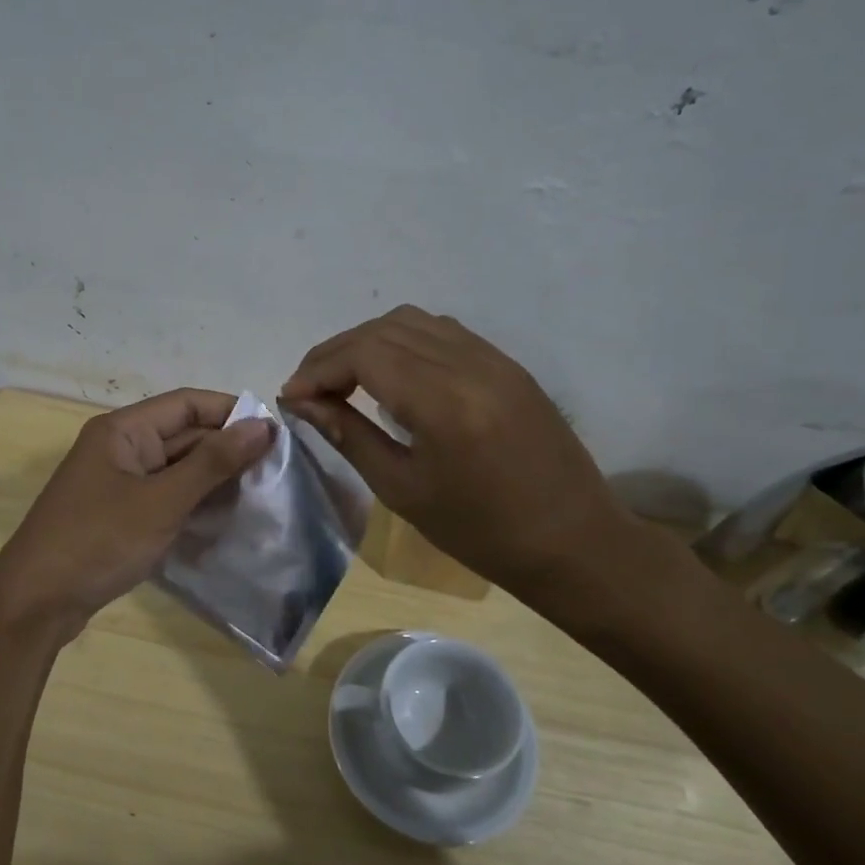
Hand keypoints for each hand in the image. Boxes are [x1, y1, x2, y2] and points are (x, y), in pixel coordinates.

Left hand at [0, 389, 273, 646]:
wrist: (34, 604)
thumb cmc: (98, 542)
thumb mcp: (162, 501)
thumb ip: (213, 462)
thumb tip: (263, 425)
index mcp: (123, 430)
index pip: (188, 403)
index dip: (232, 413)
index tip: (276, 433)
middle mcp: (120, 447)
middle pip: (183, 434)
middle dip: (227, 449)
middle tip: (276, 470)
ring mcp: (118, 482)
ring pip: (177, 468)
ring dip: (214, 479)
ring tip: (260, 493)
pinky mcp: (119, 514)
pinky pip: (165, 496)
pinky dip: (194, 502)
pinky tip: (226, 517)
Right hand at [280, 306, 638, 598]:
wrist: (573, 541)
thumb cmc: (481, 532)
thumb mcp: (403, 490)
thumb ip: (349, 435)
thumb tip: (302, 402)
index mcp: (444, 402)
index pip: (364, 354)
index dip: (318, 368)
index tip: (291, 396)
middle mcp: (470, 364)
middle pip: (384, 330)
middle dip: (336, 353)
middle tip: (310, 390)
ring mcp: (495, 358)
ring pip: (413, 322)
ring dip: (369, 342)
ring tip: (345, 380)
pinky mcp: (508, 364)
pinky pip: (444, 332)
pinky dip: (404, 342)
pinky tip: (392, 375)